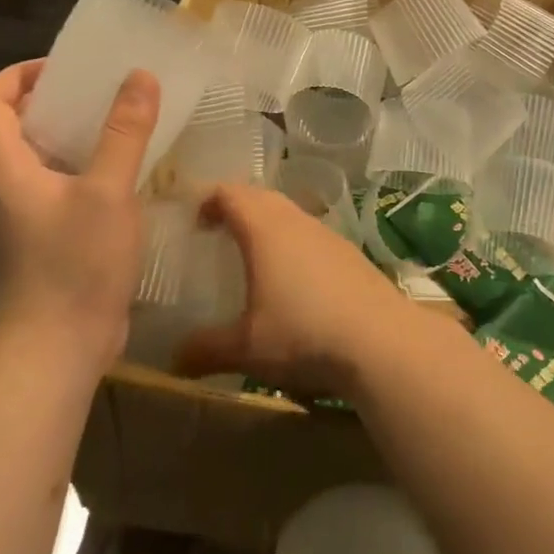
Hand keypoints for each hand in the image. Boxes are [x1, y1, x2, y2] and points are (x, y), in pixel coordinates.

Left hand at [0, 60, 160, 368]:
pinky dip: (76, 165)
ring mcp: (18, 217)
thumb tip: (140, 76)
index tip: (64, 68)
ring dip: (66, 132)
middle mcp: (0, 188)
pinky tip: (117, 171)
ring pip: (32, 157)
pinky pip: (51, 185)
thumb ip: (124, 132)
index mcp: (2, 169)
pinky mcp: (38, 239)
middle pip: (8, 125)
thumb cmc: (75, 265)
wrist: (57, 352)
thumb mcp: (108, 191)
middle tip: (98, 89)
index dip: (18, 75)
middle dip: (48, 98)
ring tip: (113, 122)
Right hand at [175, 183, 412, 397]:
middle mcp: (295, 220)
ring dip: (266, 224)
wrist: (380, 340)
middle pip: (259, 196)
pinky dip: (291, 242)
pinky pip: (309, 233)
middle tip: (215, 232)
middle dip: (235, 207)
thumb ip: (206, 349)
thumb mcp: (246, 348)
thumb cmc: (303, 333)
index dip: (208, 198)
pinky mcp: (348, 252)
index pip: (230, 193)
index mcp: (264, 228)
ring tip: (250, 255)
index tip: (192, 218)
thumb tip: (173, 360)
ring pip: (288, 213)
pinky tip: (291, 279)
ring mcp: (326, 233)